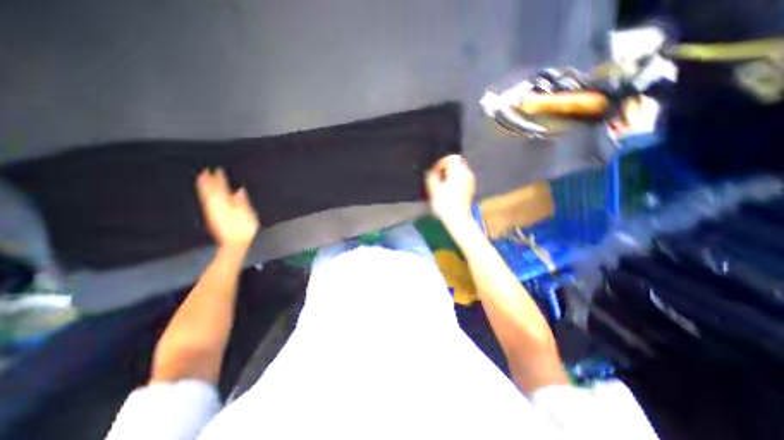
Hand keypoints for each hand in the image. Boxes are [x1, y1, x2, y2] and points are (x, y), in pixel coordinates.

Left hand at [195, 169, 259, 250]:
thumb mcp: (248, 215)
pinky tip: (206, 194)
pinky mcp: (212, 217)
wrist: (234, 243)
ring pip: (206, 196)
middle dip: (208, 181)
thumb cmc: (243, 230)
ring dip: (204, 187)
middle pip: (210, 191)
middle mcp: (217, 207)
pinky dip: (205, 196)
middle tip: (205, 171)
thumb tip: (240, 191)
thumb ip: (242, 202)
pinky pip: (206, 203)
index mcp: (227, 205)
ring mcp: (213, 212)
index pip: (221, 188)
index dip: (219, 179)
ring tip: (202, 179)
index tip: (218, 170)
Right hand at [426, 154, 473, 223]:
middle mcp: (466, 174)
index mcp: (457, 171)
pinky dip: (456, 179)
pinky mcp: (471, 188)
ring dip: (452, 173)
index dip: (441, 163)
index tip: (435, 171)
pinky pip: (463, 177)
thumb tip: (431, 171)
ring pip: (461, 170)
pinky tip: (449, 188)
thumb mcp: (433, 189)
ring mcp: (470, 181)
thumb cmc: (444, 204)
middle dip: (447, 167)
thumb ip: (431, 177)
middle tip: (438, 176)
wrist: (457, 219)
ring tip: (443, 182)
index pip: (451, 158)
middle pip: (457, 162)